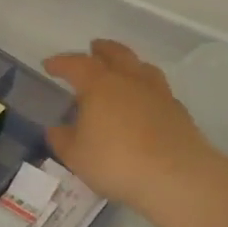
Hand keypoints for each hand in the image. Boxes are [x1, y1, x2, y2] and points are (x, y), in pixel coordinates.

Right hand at [44, 40, 222, 213]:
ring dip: (128, 63)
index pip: (76, 64)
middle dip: (101, 50)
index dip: (60, 63)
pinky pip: (158, 89)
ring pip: (142, 67)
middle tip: (93, 48)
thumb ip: (63, 139)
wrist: (178, 178)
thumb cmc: (117, 162)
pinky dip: (146, 89)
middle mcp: (129, 81)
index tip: (49, 66)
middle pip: (116, 54)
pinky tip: (144, 102)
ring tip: (122, 69)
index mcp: (100, 85)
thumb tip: (57, 129)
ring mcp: (158, 94)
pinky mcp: (178, 111)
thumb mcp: (76, 156)